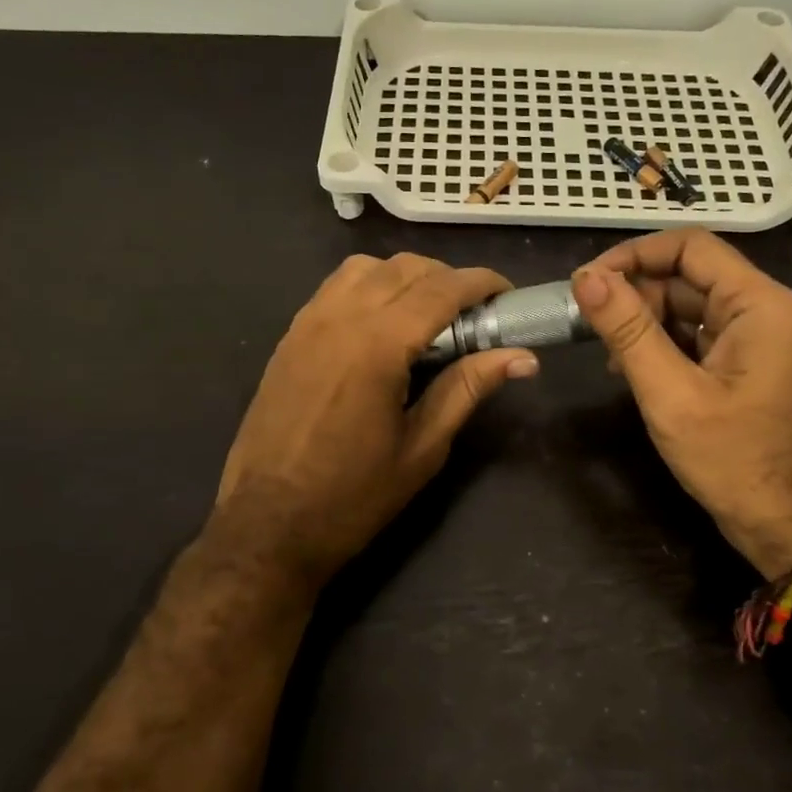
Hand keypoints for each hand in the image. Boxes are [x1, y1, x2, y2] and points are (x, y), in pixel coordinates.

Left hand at [212, 254, 537, 587]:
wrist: (267, 524)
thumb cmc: (352, 496)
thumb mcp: (422, 448)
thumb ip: (468, 389)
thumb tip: (523, 357)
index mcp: (378, 345)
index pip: (441, 289)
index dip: (482, 283)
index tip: (509, 294)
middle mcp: (340, 318)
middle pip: (405, 267)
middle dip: (448, 278)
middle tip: (475, 314)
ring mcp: (308, 323)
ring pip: (366, 267)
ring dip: (405, 276)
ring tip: (428, 313)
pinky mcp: (289, 337)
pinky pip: (335, 287)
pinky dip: (369, 285)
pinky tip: (382, 322)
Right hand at [572, 231, 791, 579]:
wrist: (791, 525)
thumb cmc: (735, 460)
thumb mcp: (671, 393)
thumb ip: (628, 331)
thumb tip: (586, 278)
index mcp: (757, 303)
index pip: (688, 246)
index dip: (633, 255)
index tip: (588, 282)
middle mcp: (760, 308)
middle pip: (685, 275)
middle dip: (634, 294)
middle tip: (589, 326)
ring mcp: (752, 337)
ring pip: (685, 305)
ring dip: (641, 322)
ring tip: (607, 354)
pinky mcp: (741, 363)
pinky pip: (693, 335)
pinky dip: (658, 344)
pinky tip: (629, 369)